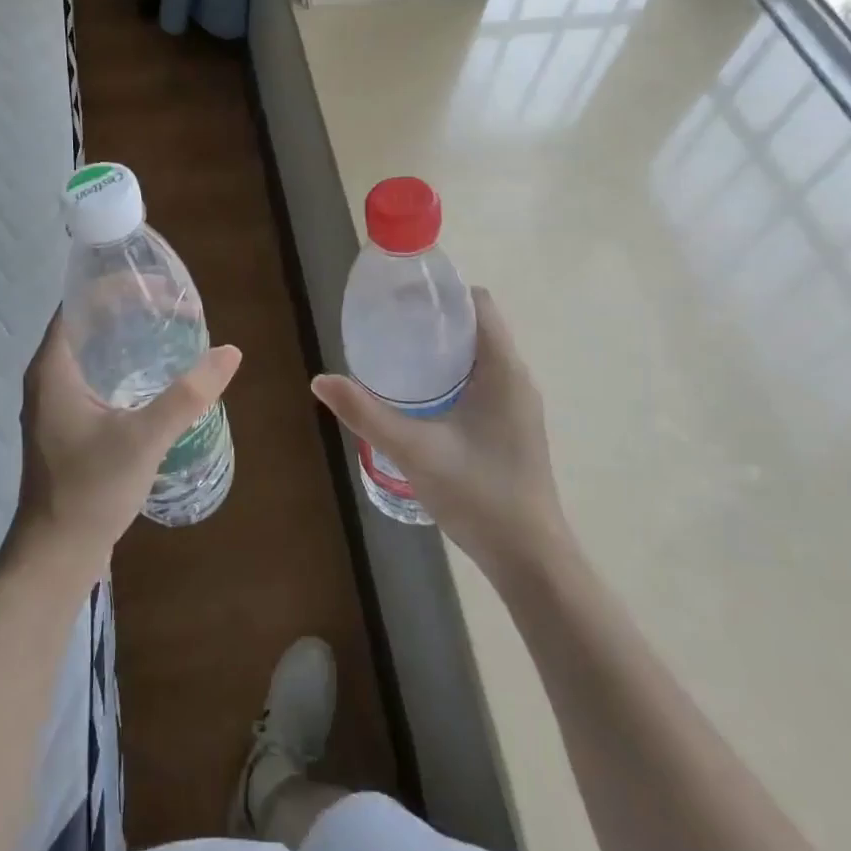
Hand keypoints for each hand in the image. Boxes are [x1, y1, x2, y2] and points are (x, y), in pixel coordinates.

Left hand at [12, 310, 241, 580]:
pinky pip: (93, 376)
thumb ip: (188, 395)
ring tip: (168, 333)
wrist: (56, 555)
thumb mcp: (144, 438)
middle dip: (128, 309)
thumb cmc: (91, 490)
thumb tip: (230, 352)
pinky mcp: (66, 424)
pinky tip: (153, 377)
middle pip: (86, 324)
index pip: (78, 304)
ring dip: (125, 338)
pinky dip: (121, 365)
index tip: (158, 285)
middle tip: (173, 307)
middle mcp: (48, 377)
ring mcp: (55, 403)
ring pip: (91, 352)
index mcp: (53, 368)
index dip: (115, 286)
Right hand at [311, 287, 568, 580]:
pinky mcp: (514, 426)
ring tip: (398, 353)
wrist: (530, 558)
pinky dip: (453, 372)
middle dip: (434, 318)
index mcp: (503, 369)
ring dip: (444, 347)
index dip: (442, 291)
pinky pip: (484, 379)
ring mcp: (519, 404)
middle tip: (389, 324)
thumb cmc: (478, 495)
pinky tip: (421, 396)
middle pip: (477, 325)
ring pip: (480, 355)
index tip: (401, 297)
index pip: (478, 303)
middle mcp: (517, 378)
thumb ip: (366, 413)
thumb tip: (320, 380)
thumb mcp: (414, 450)